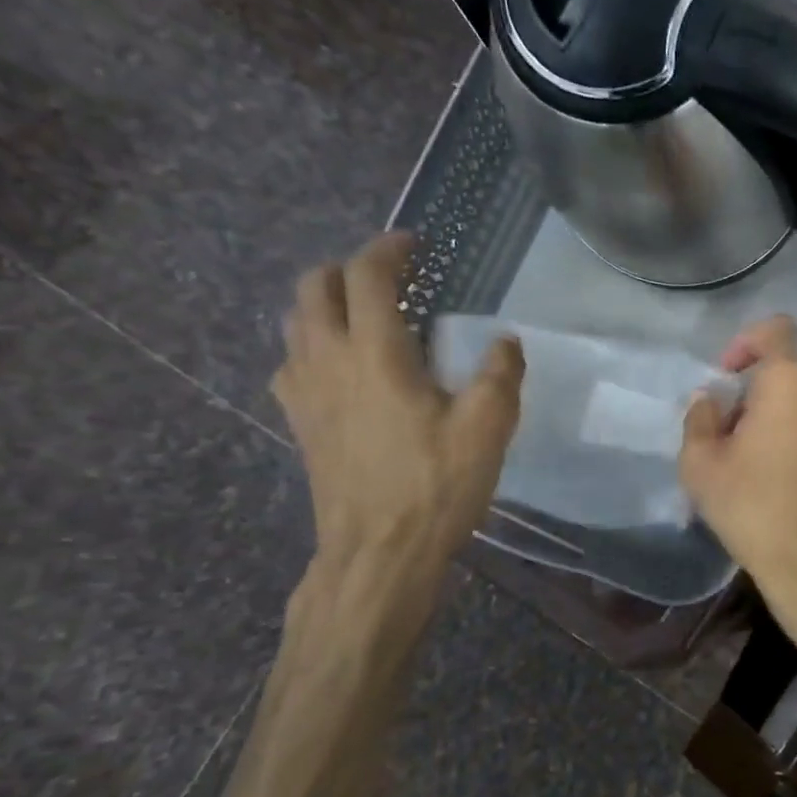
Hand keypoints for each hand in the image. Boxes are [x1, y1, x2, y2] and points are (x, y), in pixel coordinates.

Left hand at [273, 233, 522, 573]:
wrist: (378, 552)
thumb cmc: (435, 485)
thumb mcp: (488, 428)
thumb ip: (499, 374)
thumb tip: (504, 341)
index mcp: (374, 353)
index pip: (365, 275)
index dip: (388, 249)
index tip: (414, 245)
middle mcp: (327, 359)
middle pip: (313, 287)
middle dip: (347, 269)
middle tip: (388, 278)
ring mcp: (303, 392)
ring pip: (295, 322)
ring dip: (325, 303)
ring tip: (366, 317)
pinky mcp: (298, 422)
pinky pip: (292, 362)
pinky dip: (313, 345)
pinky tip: (343, 370)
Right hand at [679, 317, 796, 619]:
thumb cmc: (754, 509)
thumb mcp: (702, 466)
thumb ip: (700, 419)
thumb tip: (710, 400)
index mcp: (790, 382)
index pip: (775, 330)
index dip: (748, 341)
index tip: (730, 374)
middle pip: (792, 376)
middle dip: (763, 396)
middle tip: (739, 437)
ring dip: (791, 420)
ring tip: (770, 465)